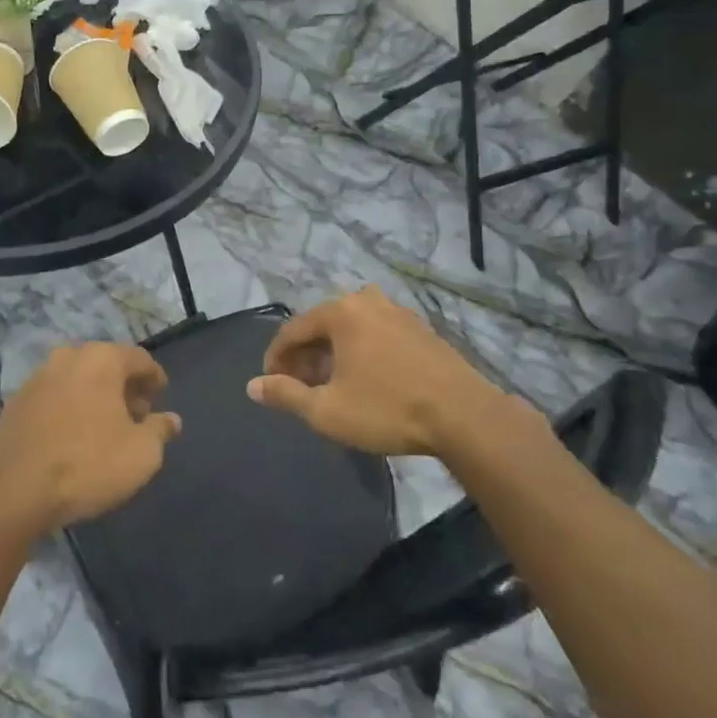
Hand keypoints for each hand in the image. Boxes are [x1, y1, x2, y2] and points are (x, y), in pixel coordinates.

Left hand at [0, 343, 179, 534]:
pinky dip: (69, 407)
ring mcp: (37, 378)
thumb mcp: (141, 454)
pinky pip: (54, 396)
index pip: (139, 358)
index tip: (160, 395)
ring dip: (95, 396)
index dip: (154, 377)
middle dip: (124, 386)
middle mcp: (68, 357)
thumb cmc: (87, 465)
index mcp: (101, 359)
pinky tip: (73, 436)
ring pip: (77, 378)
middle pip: (106, 364)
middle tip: (136, 415)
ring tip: (105, 428)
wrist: (13, 491)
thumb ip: (160, 431)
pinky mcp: (15, 402)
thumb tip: (170, 419)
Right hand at [248, 287, 541, 457]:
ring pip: (350, 330)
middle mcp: (367, 301)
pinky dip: (361, 352)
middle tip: (300, 387)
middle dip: (305, 356)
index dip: (276, 358)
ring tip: (330, 386)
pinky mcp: (421, 329)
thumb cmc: (387, 409)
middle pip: (322, 326)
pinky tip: (365, 380)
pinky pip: (376, 334)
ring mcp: (398, 312)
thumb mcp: (327, 410)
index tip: (271, 383)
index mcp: (340, 312)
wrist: (464, 416)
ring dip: (333, 354)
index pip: (292, 330)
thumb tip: (252, 386)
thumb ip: (286, 394)